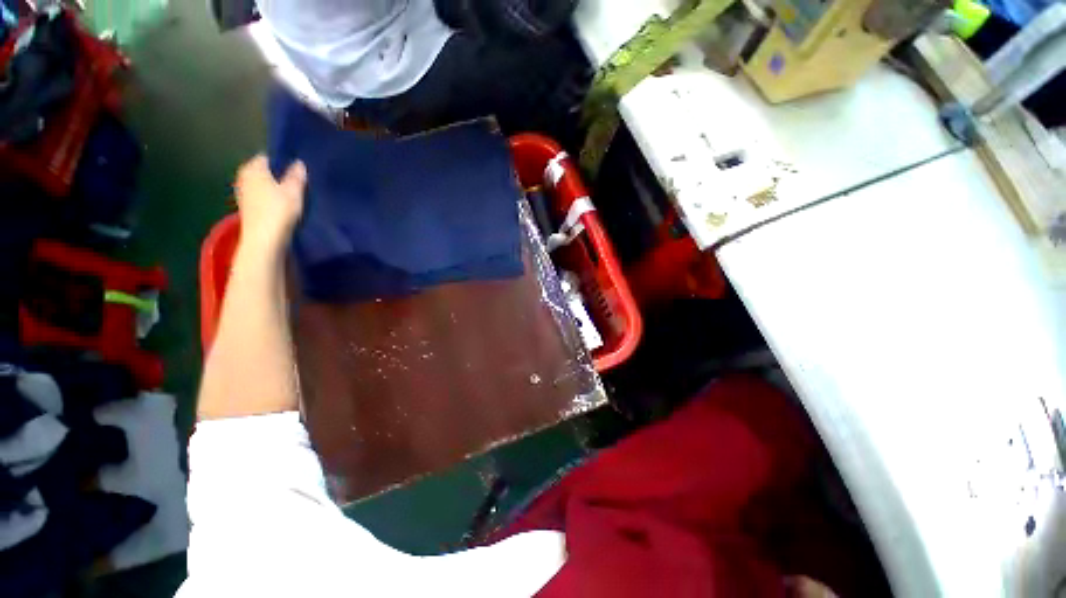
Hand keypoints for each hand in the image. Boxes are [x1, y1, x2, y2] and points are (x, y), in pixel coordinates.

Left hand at [234, 155, 306, 252]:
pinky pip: (260, 198)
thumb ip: (296, 176)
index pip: (267, 157)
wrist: (264, 239)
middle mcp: (244, 178)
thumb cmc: (278, 210)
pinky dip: (269, 199)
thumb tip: (299, 163)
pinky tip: (281, 206)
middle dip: (276, 175)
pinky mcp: (246, 209)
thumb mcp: (294, 191)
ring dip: (273, 189)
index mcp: (253, 168)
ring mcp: (243, 194)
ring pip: (261, 186)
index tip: (296, 168)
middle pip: (262, 172)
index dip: (281, 161)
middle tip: (296, 181)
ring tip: (291, 194)